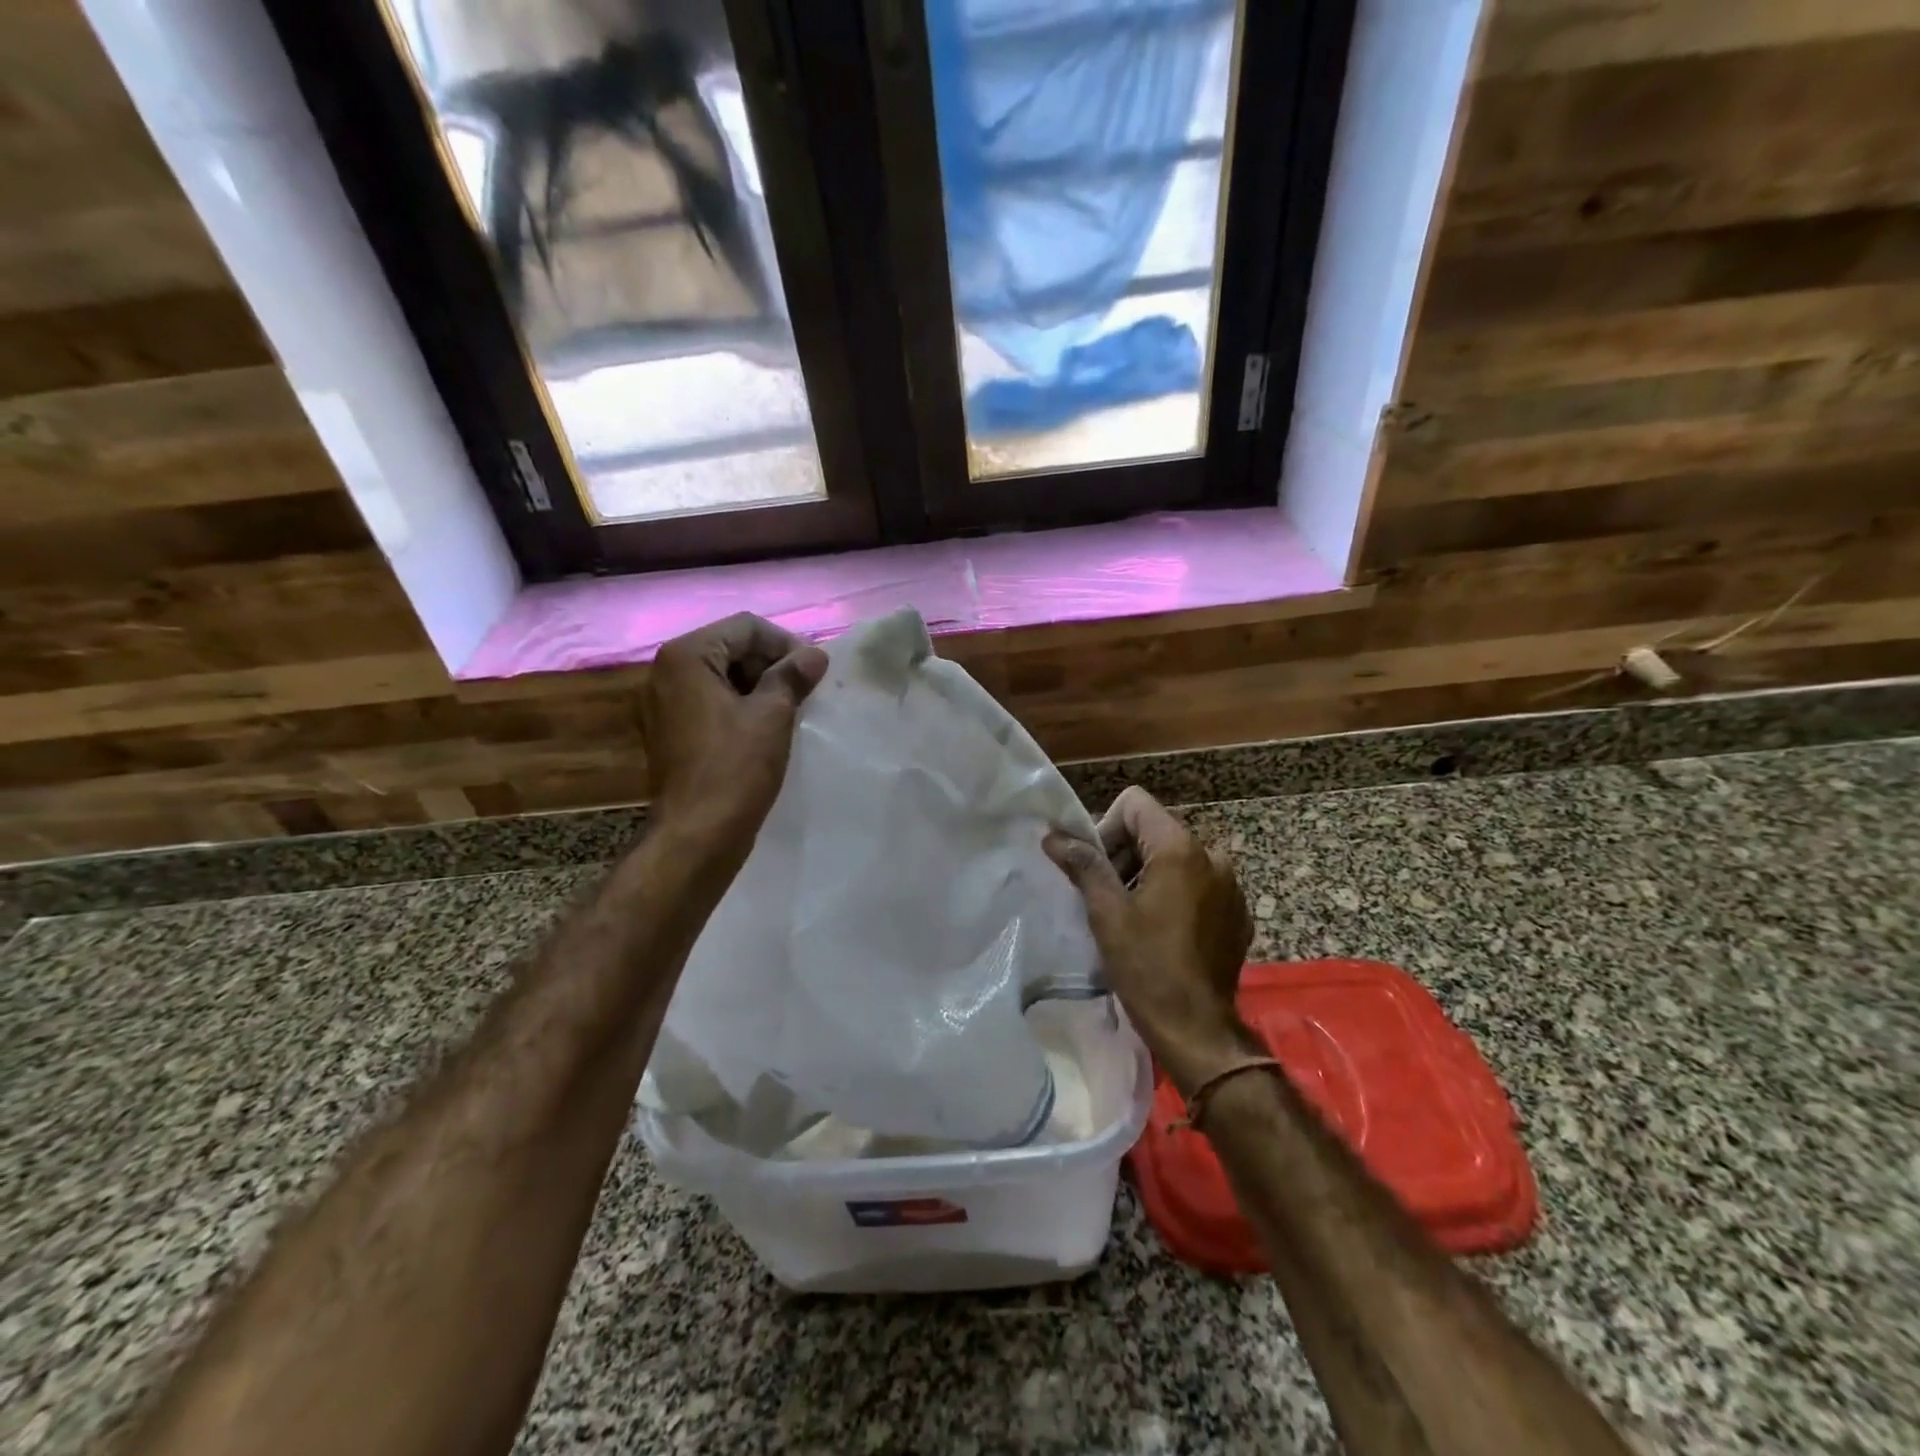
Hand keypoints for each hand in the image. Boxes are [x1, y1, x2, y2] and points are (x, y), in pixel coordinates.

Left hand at [642, 613, 827, 859]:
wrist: (698, 834)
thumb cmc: (735, 768)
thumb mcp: (772, 715)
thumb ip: (793, 675)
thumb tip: (814, 654)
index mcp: (687, 656)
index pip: (746, 627)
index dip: (786, 644)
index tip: (814, 672)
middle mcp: (667, 671)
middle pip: (731, 647)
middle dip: (772, 664)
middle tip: (805, 691)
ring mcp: (664, 703)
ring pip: (723, 676)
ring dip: (760, 686)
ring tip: (791, 710)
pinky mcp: (671, 731)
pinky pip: (711, 703)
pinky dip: (741, 707)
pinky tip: (767, 729)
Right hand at [1045, 787, 1254, 1093]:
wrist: (1197, 1029)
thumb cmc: (1147, 967)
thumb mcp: (1107, 913)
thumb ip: (1083, 865)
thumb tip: (1053, 835)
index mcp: (1180, 848)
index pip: (1135, 804)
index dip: (1107, 828)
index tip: (1096, 869)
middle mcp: (1212, 856)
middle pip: (1155, 830)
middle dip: (1124, 855)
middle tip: (1106, 897)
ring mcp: (1230, 886)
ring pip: (1176, 858)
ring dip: (1148, 876)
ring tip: (1131, 917)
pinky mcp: (1237, 913)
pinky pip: (1198, 885)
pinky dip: (1175, 896)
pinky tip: (1161, 932)